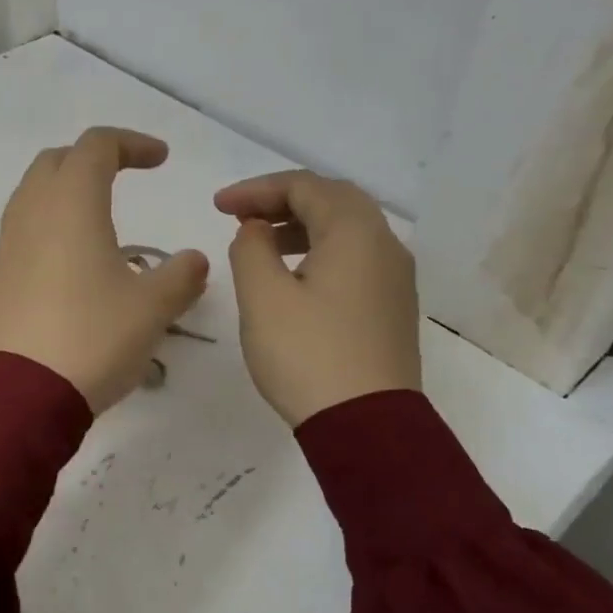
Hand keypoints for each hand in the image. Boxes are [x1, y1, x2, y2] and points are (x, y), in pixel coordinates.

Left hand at [0, 128, 210, 413]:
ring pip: (35, 190)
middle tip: (126, 175)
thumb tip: (193, 260)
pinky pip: (24, 224)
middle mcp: (34, 210)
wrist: (20, 392)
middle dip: (94, 157)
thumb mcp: (152, 308)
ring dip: (67, 186)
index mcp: (72, 203)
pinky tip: (73, 254)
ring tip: (99, 212)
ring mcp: (10, 241)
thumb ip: (180, 276)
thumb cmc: (92, 337)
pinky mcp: (0, 272)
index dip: (131, 143)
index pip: (97, 145)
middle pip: (58, 159)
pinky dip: (50, 219)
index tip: (161, 159)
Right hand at [215, 171, 420, 427]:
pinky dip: (320, 248)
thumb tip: (257, 230)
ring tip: (261, 240)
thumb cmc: (307, 353)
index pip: (304, 186)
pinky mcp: (391, 305)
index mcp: (355, 232)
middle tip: (241, 215)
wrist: (367, 426)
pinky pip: (355, 256)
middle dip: (281, 199)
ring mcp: (394, 277)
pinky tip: (294, 273)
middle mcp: (384, 244)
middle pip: (332, 199)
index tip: (218, 207)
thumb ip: (251, 248)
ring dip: (301, 223)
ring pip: (347, 228)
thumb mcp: (263, 295)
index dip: (256, 189)